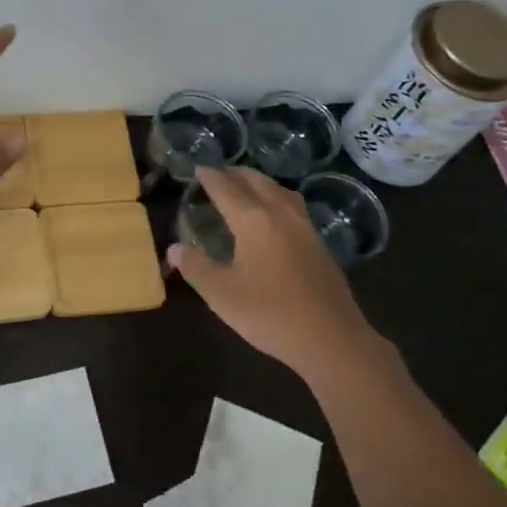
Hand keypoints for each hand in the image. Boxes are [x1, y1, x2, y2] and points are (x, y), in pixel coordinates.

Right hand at [167, 167, 391, 384]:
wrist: (331, 339)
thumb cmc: (269, 313)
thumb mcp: (221, 294)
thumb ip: (196, 267)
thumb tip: (174, 248)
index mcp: (254, 221)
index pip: (226, 189)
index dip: (210, 178)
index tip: (198, 167)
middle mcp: (281, 215)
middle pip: (257, 182)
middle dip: (235, 174)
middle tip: (218, 173)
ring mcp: (305, 229)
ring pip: (280, 191)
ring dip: (259, 183)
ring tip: (246, 186)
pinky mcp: (319, 245)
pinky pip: (293, 207)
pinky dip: (276, 199)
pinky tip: (274, 216)